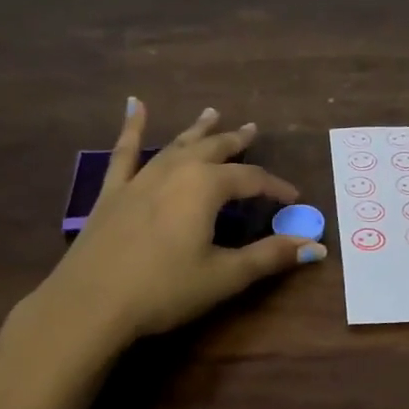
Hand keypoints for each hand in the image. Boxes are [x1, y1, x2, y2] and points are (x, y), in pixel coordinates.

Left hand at [0, 98, 326, 408]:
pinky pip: (124, 152)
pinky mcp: (112, 192)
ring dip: (197, 130)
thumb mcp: (224, 275)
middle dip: (236, 141)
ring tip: (212, 113)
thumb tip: (317, 247)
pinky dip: (131, 127)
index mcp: (206, 187)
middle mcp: (176, 171)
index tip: (293, 198)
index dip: (275, 187)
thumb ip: (270, 257)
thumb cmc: (164, 290)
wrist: (90, 303)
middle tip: (252, 128)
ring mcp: (140, 178)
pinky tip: (134, 105)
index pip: (251, 179)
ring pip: (176, 145)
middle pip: (214, 150)